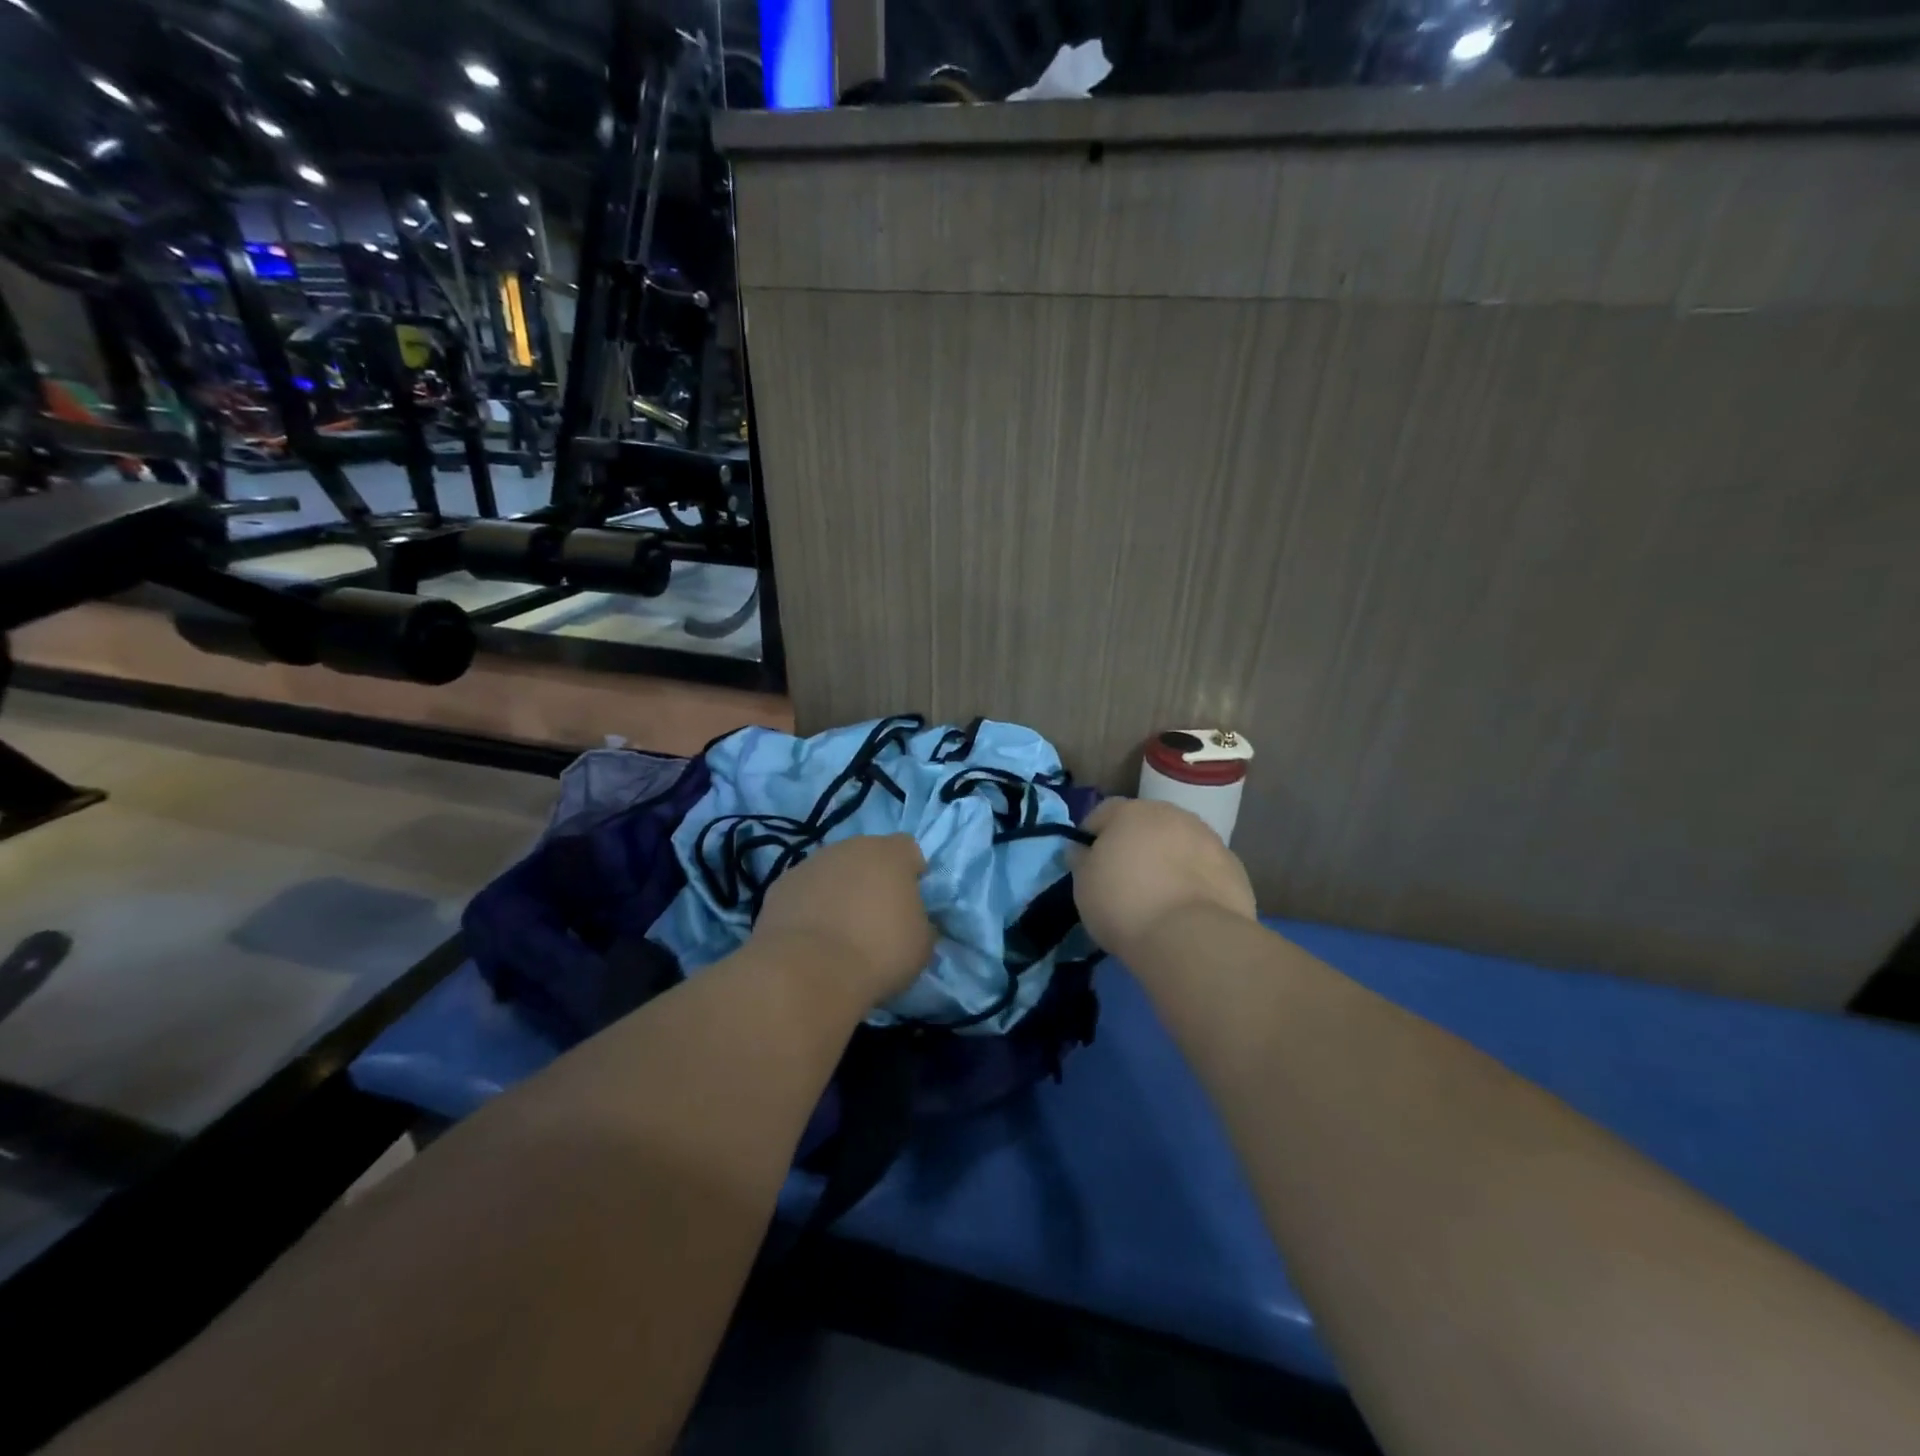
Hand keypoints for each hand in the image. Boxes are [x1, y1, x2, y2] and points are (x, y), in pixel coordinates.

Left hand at [753, 834, 934, 1006]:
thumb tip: (914, 920)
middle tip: (875, 918)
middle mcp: (848, 847)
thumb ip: (921, 922)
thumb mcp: (922, 944)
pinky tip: (811, 939)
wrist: (807, 972)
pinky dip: (809, 907)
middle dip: (872, 879)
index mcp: (889, 853)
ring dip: (839, 892)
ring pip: (832, 872)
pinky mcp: (779, 887)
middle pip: (866, 856)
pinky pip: (804, 892)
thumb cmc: (878, 952)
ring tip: (840, 932)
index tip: (911, 902)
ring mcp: (809, 864)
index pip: (908, 849)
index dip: (912, 873)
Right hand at [1072, 799, 1256, 960]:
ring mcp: (1208, 838)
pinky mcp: (1234, 867)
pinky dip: (1195, 880)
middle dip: (1135, 843)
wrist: (1191, 937)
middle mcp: (1172, 814)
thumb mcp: (1084, 885)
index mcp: (1131, 812)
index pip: (1103, 812)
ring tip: (1160, 896)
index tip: (1088, 862)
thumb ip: (1082, 860)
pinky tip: (1187, 909)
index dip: (1092, 835)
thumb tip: (1082, 849)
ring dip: (1169, 859)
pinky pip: (1205, 868)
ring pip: (1180, 843)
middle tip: (1125, 878)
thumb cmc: (1124, 904)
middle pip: (1147, 823)